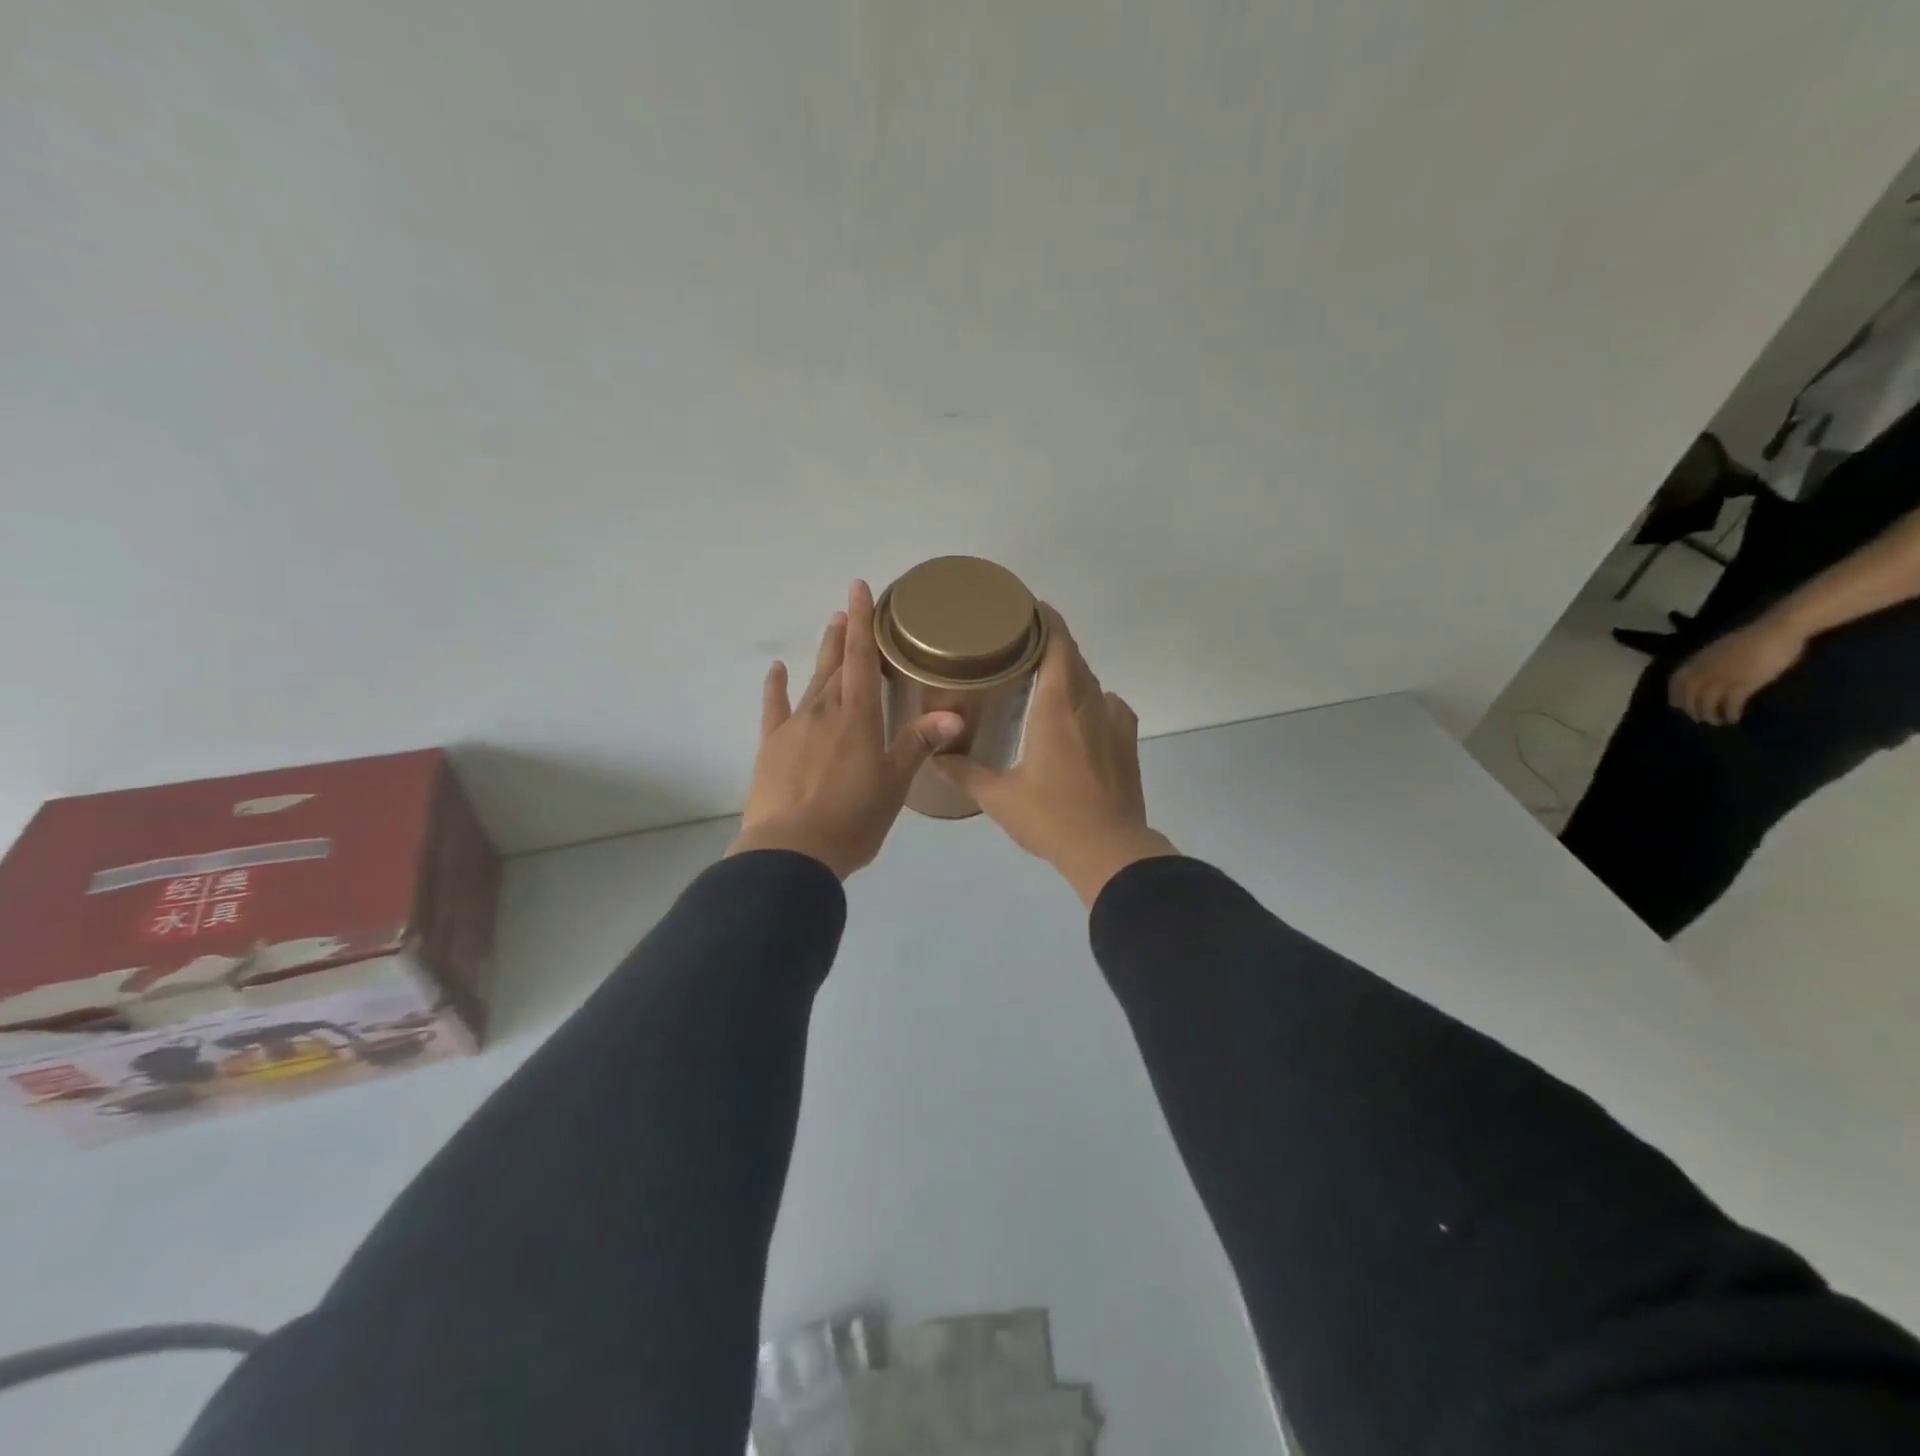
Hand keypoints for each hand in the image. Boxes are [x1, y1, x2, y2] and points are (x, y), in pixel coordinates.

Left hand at [727, 582, 963, 879]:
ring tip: (829, 628)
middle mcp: (825, 711)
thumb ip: (918, 744)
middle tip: (848, 608)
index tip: (859, 588)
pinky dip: (776, 686)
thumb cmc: (853, 819)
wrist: (792, 852)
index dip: (863, 622)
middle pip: (836, 663)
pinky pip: (774, 707)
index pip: (861, 658)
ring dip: (822, 654)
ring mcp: (794, 726)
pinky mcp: (771, 745)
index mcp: (859, 718)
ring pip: (812, 680)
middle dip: (844, 633)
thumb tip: (954, 714)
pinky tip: (778, 670)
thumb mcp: (894, 785)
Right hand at [936, 606, 1176, 906]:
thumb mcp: (999, 797)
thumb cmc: (1051, 817)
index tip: (1027, 608)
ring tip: (1043, 680)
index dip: (1045, 620)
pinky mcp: (1128, 742)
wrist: (1110, 850)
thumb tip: (936, 755)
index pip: (1058, 644)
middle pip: (1074, 658)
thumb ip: (966, 771)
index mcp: (1058, 705)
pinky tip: (1076, 717)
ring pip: (1092, 682)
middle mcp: (1091, 703)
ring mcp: (1115, 722)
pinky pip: (1109, 705)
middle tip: (1019, 646)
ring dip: (1070, 673)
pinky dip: (1090, 700)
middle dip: (1051, 644)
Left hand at [1668, 618, 1807, 725]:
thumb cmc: (1751, 639)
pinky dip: (1729, 713)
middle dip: (1693, 710)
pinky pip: (1730, 704)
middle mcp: (1704, 672)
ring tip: (1717, 722)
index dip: (1676, 697)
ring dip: (1710, 715)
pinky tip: (1733, 718)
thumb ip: (1707, 663)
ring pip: (1708, 703)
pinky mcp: (1743, 684)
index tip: (1679, 707)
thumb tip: (1702, 675)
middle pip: (1690, 697)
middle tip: (1700, 719)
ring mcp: (1722, 678)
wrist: (1776, 630)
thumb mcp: (1718, 650)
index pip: (1677, 683)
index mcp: (1696, 661)